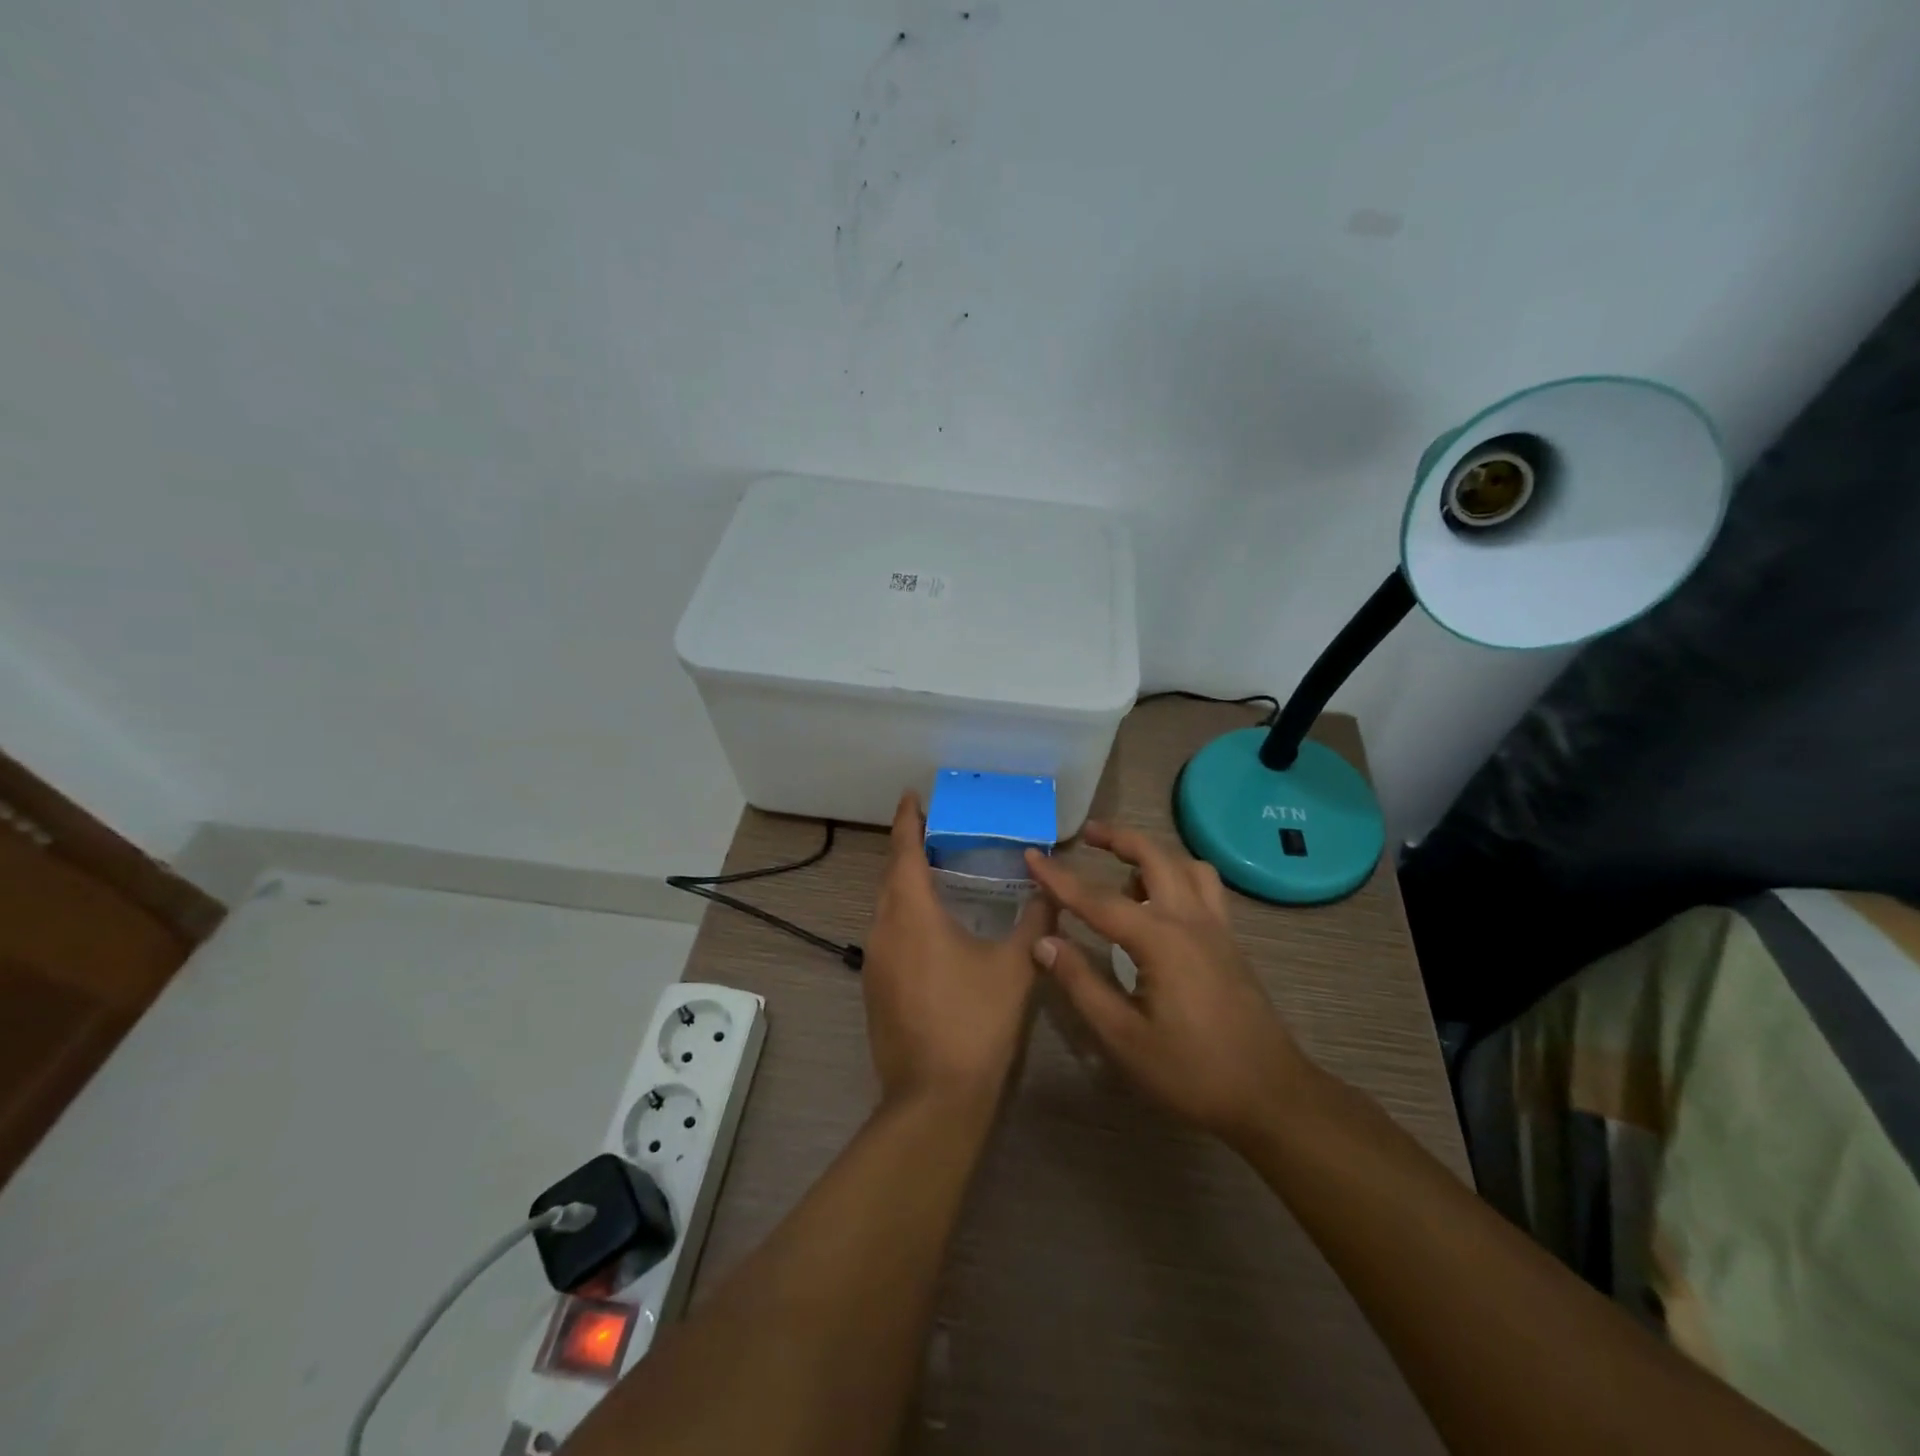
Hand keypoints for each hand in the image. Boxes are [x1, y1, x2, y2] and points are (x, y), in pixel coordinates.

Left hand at [863, 793, 1054, 1107]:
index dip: (907, 821)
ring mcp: (874, 961)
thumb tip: (1050, 890)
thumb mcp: (1015, 966)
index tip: (912, 796)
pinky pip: (886, 933)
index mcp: (912, 914)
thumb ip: (1035, 922)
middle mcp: (883, 929)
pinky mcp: (875, 988)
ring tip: (934, 872)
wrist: (934, 1097)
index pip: (904, 852)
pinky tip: (930, 927)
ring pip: (885, 907)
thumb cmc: (976, 1021)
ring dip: (904, 884)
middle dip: (907, 849)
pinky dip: (903, 915)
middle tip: (933, 831)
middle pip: (890, 876)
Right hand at [1024, 822, 1308, 1146]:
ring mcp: (1217, 928)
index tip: (1031, 855)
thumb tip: (1043, 941)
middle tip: (1088, 835)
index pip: (1097, 899)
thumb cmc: (1191, 1072)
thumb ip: (1081, 983)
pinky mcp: (1231, 942)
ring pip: (1187, 866)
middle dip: (1119, 838)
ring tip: (1125, 871)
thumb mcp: (1123, 1037)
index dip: (1059, 878)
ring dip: (1154, 854)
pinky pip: (1204, 888)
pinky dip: (1178, 876)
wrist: (1271, 1096)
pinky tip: (1161, 905)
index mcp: (1160, 940)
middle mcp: (1190, 920)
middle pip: (1155, 857)